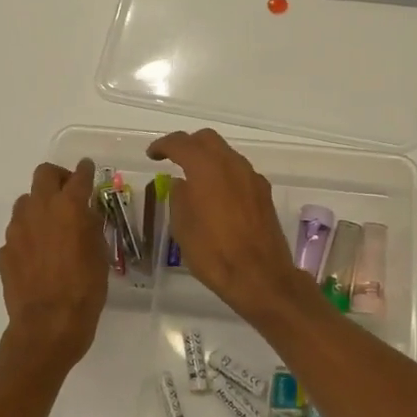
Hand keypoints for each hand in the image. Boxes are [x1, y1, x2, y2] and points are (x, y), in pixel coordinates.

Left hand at [0, 158, 108, 370]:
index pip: (79, 176)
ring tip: (51, 227)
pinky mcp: (5, 251)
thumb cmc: (85, 289)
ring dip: (39, 206)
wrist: (48, 324)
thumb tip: (84, 214)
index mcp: (69, 207)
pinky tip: (38, 256)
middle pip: (43, 175)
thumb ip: (90, 226)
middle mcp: (39, 209)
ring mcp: (17, 229)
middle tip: (68, 193)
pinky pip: (18, 233)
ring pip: (25, 202)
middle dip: (57, 177)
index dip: (86, 171)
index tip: (88, 169)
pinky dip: (28, 236)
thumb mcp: (100, 254)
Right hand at [148, 129, 321, 325]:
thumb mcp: (183, 227)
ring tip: (193, 179)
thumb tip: (181, 183)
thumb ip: (179, 197)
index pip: (181, 143)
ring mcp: (252, 177)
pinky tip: (217, 195)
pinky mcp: (264, 193)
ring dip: (208, 159)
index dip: (163, 146)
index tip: (152, 155)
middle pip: (208, 139)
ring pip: (226, 154)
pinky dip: (224, 174)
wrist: (260, 276)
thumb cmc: (213, 253)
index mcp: (206, 168)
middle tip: (172, 160)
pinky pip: (239, 172)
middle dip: (188, 145)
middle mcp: (232, 164)